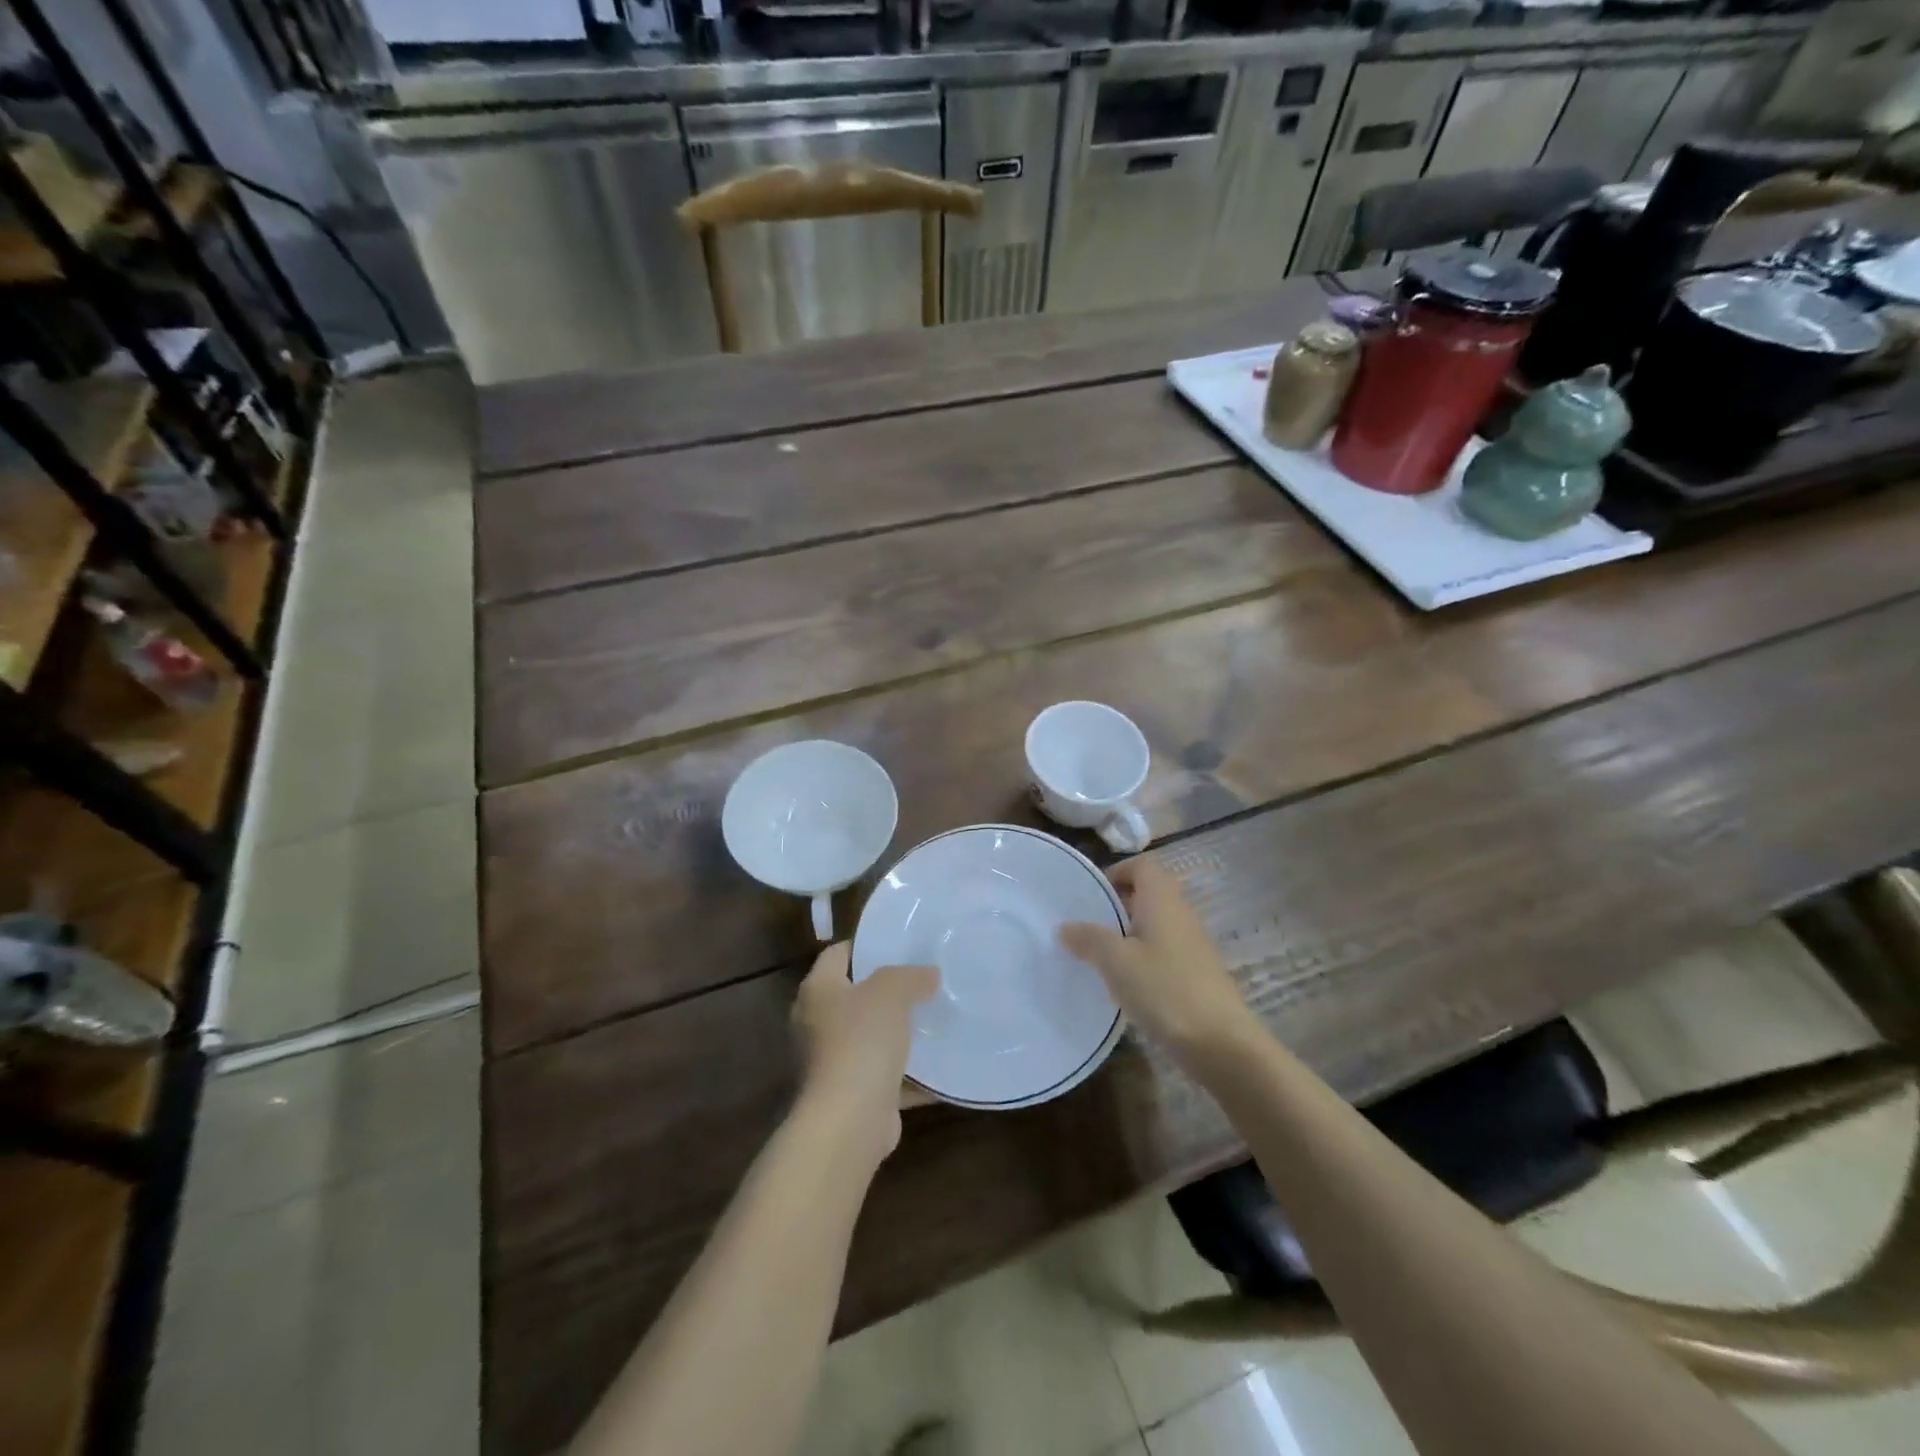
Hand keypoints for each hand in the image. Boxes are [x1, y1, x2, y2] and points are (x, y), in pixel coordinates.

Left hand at [792, 943, 938, 1156]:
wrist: (850, 1119)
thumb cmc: (862, 1040)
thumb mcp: (891, 991)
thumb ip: (911, 976)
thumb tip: (929, 974)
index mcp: (818, 991)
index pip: (837, 955)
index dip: (864, 945)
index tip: (898, 943)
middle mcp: (816, 1023)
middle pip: (853, 996)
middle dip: (885, 990)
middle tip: (922, 979)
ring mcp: (832, 1062)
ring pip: (869, 1037)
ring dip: (896, 1033)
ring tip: (933, 1017)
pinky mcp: (852, 1095)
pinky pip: (885, 1076)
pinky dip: (908, 1074)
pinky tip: (939, 1066)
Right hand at [1060, 859, 1255, 1056]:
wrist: (1221, 1043)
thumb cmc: (1164, 989)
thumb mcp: (1116, 962)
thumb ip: (1088, 939)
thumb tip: (1065, 926)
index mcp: (1162, 900)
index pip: (1142, 865)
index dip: (1117, 872)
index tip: (1092, 897)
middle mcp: (1181, 914)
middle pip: (1148, 894)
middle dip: (1117, 907)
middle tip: (1088, 928)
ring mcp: (1193, 944)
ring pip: (1155, 925)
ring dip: (1128, 936)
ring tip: (1101, 959)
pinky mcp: (1197, 973)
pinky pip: (1164, 952)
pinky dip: (1143, 960)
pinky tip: (1127, 986)